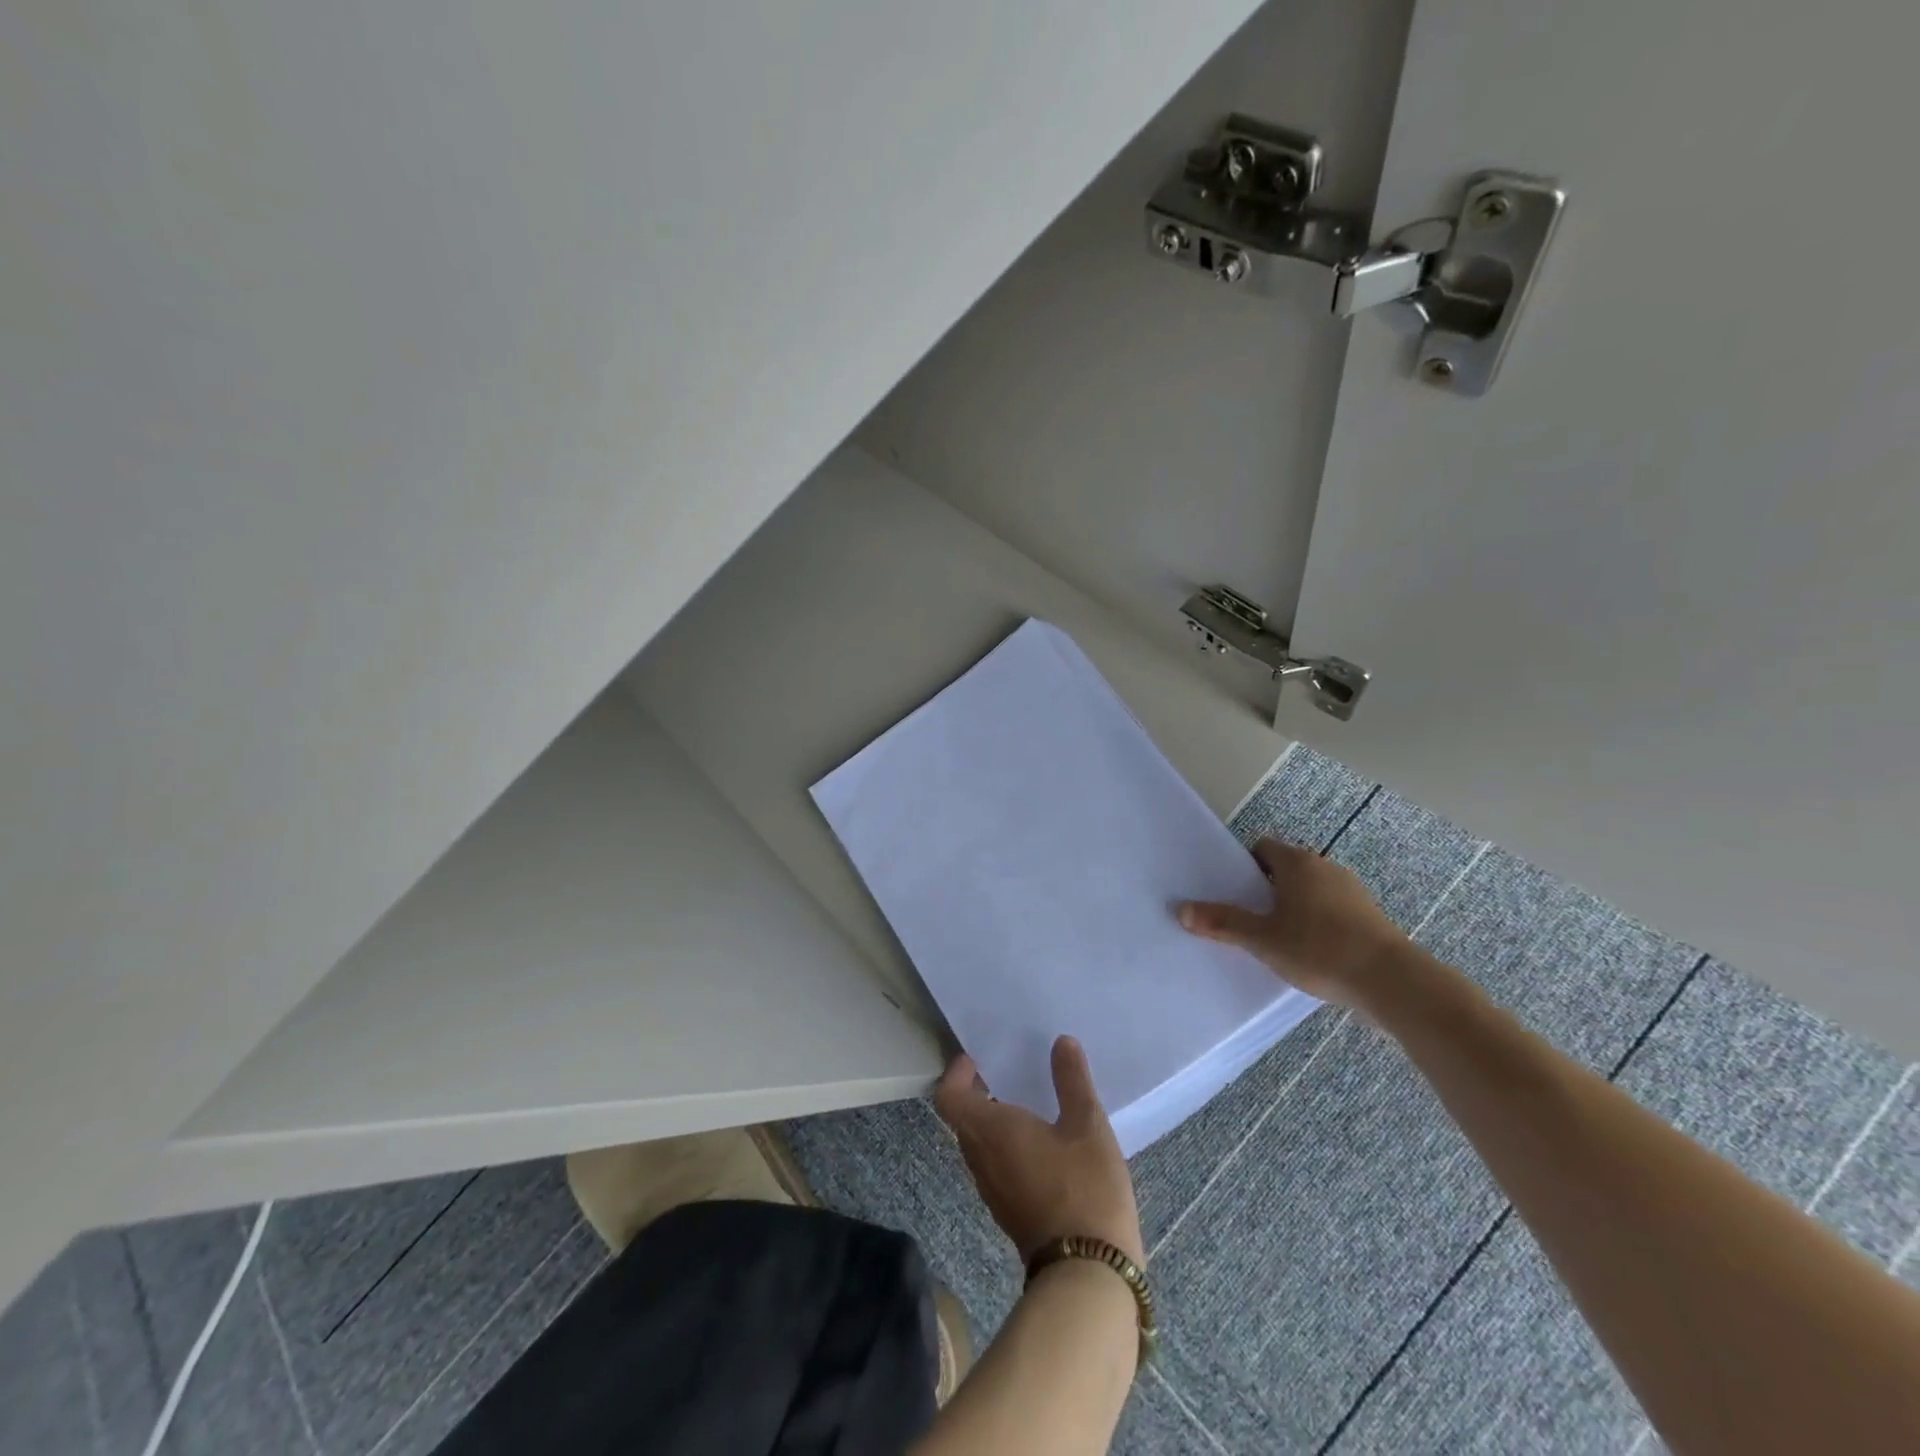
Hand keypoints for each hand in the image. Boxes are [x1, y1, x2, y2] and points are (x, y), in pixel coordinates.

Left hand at [934, 1036, 1143, 1266]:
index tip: (979, 1059)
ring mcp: (991, 1191)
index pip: (949, 1097)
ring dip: (992, 1121)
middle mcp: (980, 1159)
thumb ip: (1072, 1081)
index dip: (957, 1073)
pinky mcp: (1007, 1212)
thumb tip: (1061, 1042)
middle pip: (962, 1119)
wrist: (1088, 1275)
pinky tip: (1042, 1144)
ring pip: (978, 1145)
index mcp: (990, 1131)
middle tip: (1007, 1073)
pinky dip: (1005, 1146)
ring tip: (1027, 1103)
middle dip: (978, 1092)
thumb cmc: (1083, 1188)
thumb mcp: (1087, 1125)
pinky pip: (994, 1166)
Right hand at [1178, 836, 1408, 1009]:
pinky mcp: (1368, 917)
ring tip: (1274, 938)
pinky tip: (1308, 952)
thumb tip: (1181, 910)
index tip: (1230, 891)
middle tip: (1245, 916)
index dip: (1243, 866)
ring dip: (1292, 907)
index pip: (1262, 848)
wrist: (1391, 981)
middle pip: (1285, 869)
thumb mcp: (1262, 939)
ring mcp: (1351, 891)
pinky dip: (1316, 923)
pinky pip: (1330, 910)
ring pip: (1309, 891)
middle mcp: (1324, 867)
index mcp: (1297, 863)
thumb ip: (1223, 923)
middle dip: (1264, 889)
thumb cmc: (1319, 949)